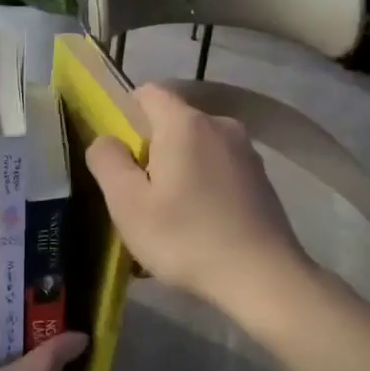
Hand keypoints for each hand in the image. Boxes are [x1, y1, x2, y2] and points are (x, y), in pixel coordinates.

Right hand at [84, 83, 310, 314]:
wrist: (263, 278)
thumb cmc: (186, 238)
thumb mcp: (128, 204)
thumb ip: (107, 161)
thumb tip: (106, 140)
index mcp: (185, 123)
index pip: (147, 92)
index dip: (125, 115)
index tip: (119, 157)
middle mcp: (220, 124)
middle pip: (172, 121)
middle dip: (151, 149)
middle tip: (139, 195)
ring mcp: (246, 151)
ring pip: (197, 146)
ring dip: (178, 169)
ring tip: (170, 215)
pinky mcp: (261, 178)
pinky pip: (218, 167)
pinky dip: (204, 184)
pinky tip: (201, 223)